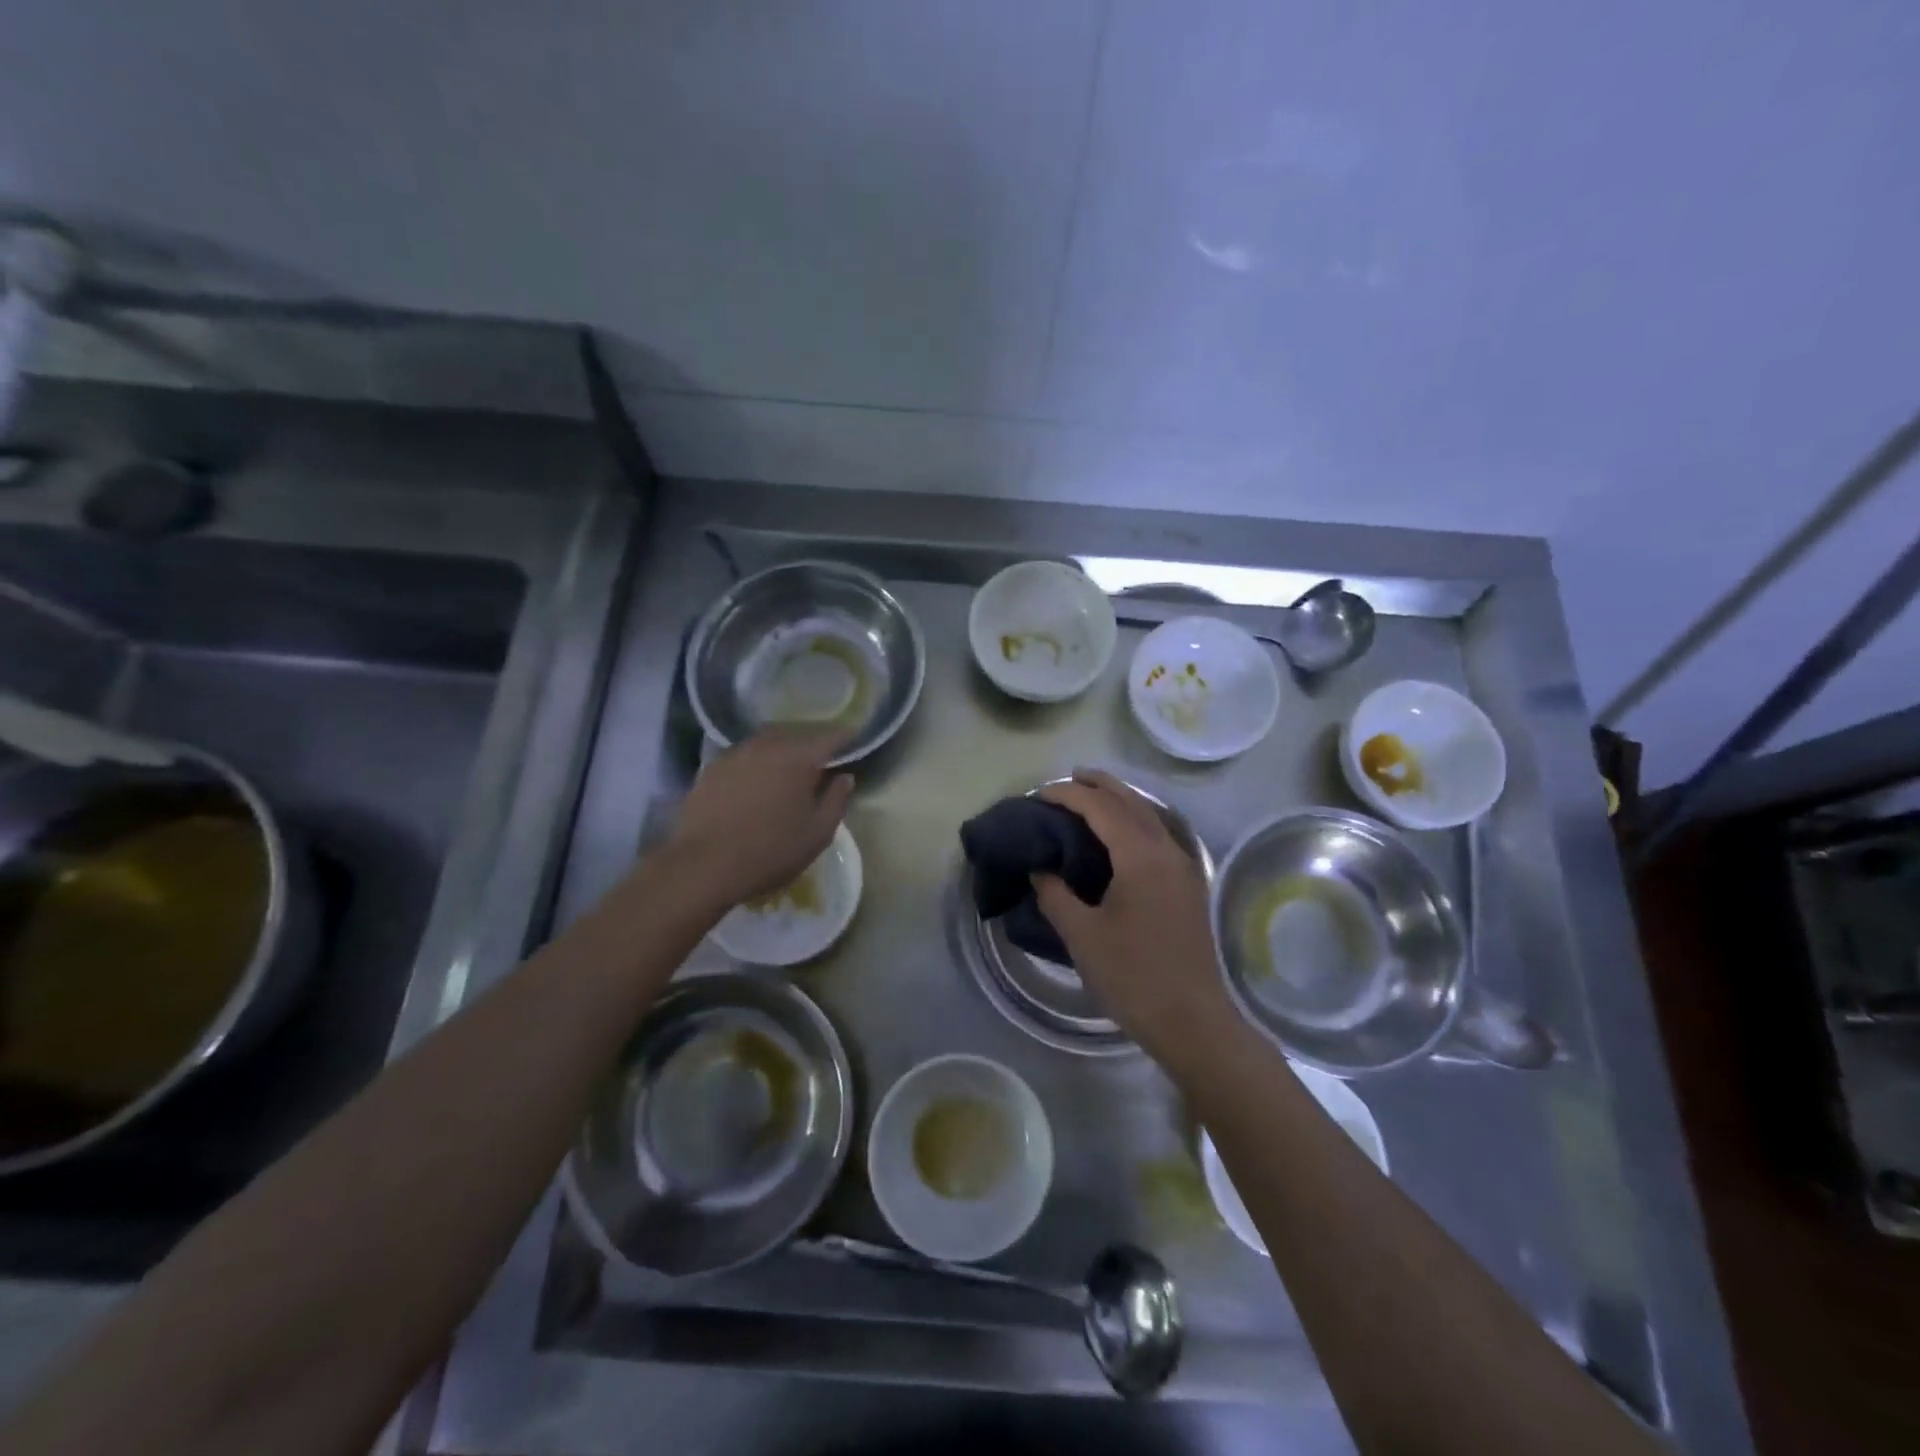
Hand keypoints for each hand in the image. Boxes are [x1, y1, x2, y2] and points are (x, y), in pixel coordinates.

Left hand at [665, 728, 854, 907]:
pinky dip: (757, 763)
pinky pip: (744, 756)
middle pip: (797, 734)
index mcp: (799, 757)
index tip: (855, 742)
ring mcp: (735, 754)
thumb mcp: (818, 833)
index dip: (846, 739)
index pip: (831, 737)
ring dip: (782, 750)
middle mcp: (767, 745)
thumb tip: (845, 777)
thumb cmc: (771, 851)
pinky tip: (756, 782)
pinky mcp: (712, 768)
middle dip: (812, 743)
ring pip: (767, 742)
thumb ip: (837, 800)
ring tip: (789, 769)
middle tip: (822, 759)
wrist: (703, 865)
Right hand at [1031, 770, 1238, 1074]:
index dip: (1068, 795)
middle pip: (1132, 802)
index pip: (1101, 808)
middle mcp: (1168, 851)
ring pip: (1151, 816)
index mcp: (1141, 857)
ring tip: (1092, 797)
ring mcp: (1184, 868)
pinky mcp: (1189, 887)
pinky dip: (1136, 821)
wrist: (1193, 1021)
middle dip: (1100, 785)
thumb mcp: (1082, 936)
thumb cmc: (1133, 977)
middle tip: (1068, 778)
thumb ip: (1055, 895)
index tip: (1038, 796)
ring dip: (1121, 801)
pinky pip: (1160, 835)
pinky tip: (1122, 836)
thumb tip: (1040, 869)